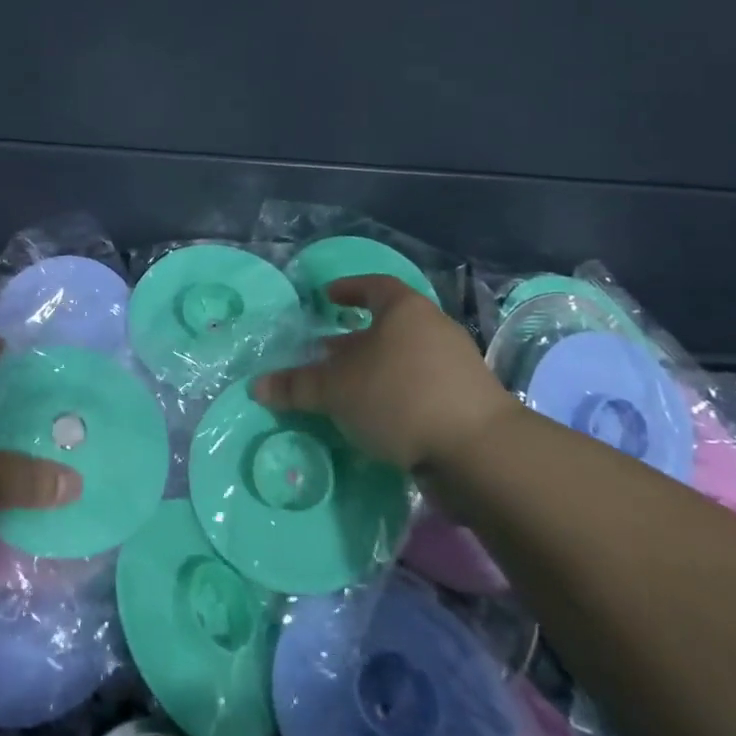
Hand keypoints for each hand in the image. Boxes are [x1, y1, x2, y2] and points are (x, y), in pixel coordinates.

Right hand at [254, 275, 517, 474]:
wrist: (478, 450)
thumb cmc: (399, 397)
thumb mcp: (336, 390)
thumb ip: (296, 386)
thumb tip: (257, 386)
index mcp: (404, 309)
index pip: (373, 286)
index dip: (348, 289)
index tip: (327, 298)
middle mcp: (433, 328)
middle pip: (389, 325)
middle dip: (356, 338)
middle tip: (327, 353)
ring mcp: (456, 364)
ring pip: (406, 357)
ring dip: (376, 369)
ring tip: (348, 389)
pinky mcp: (469, 400)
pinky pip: (422, 385)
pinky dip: (397, 393)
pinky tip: (378, 417)